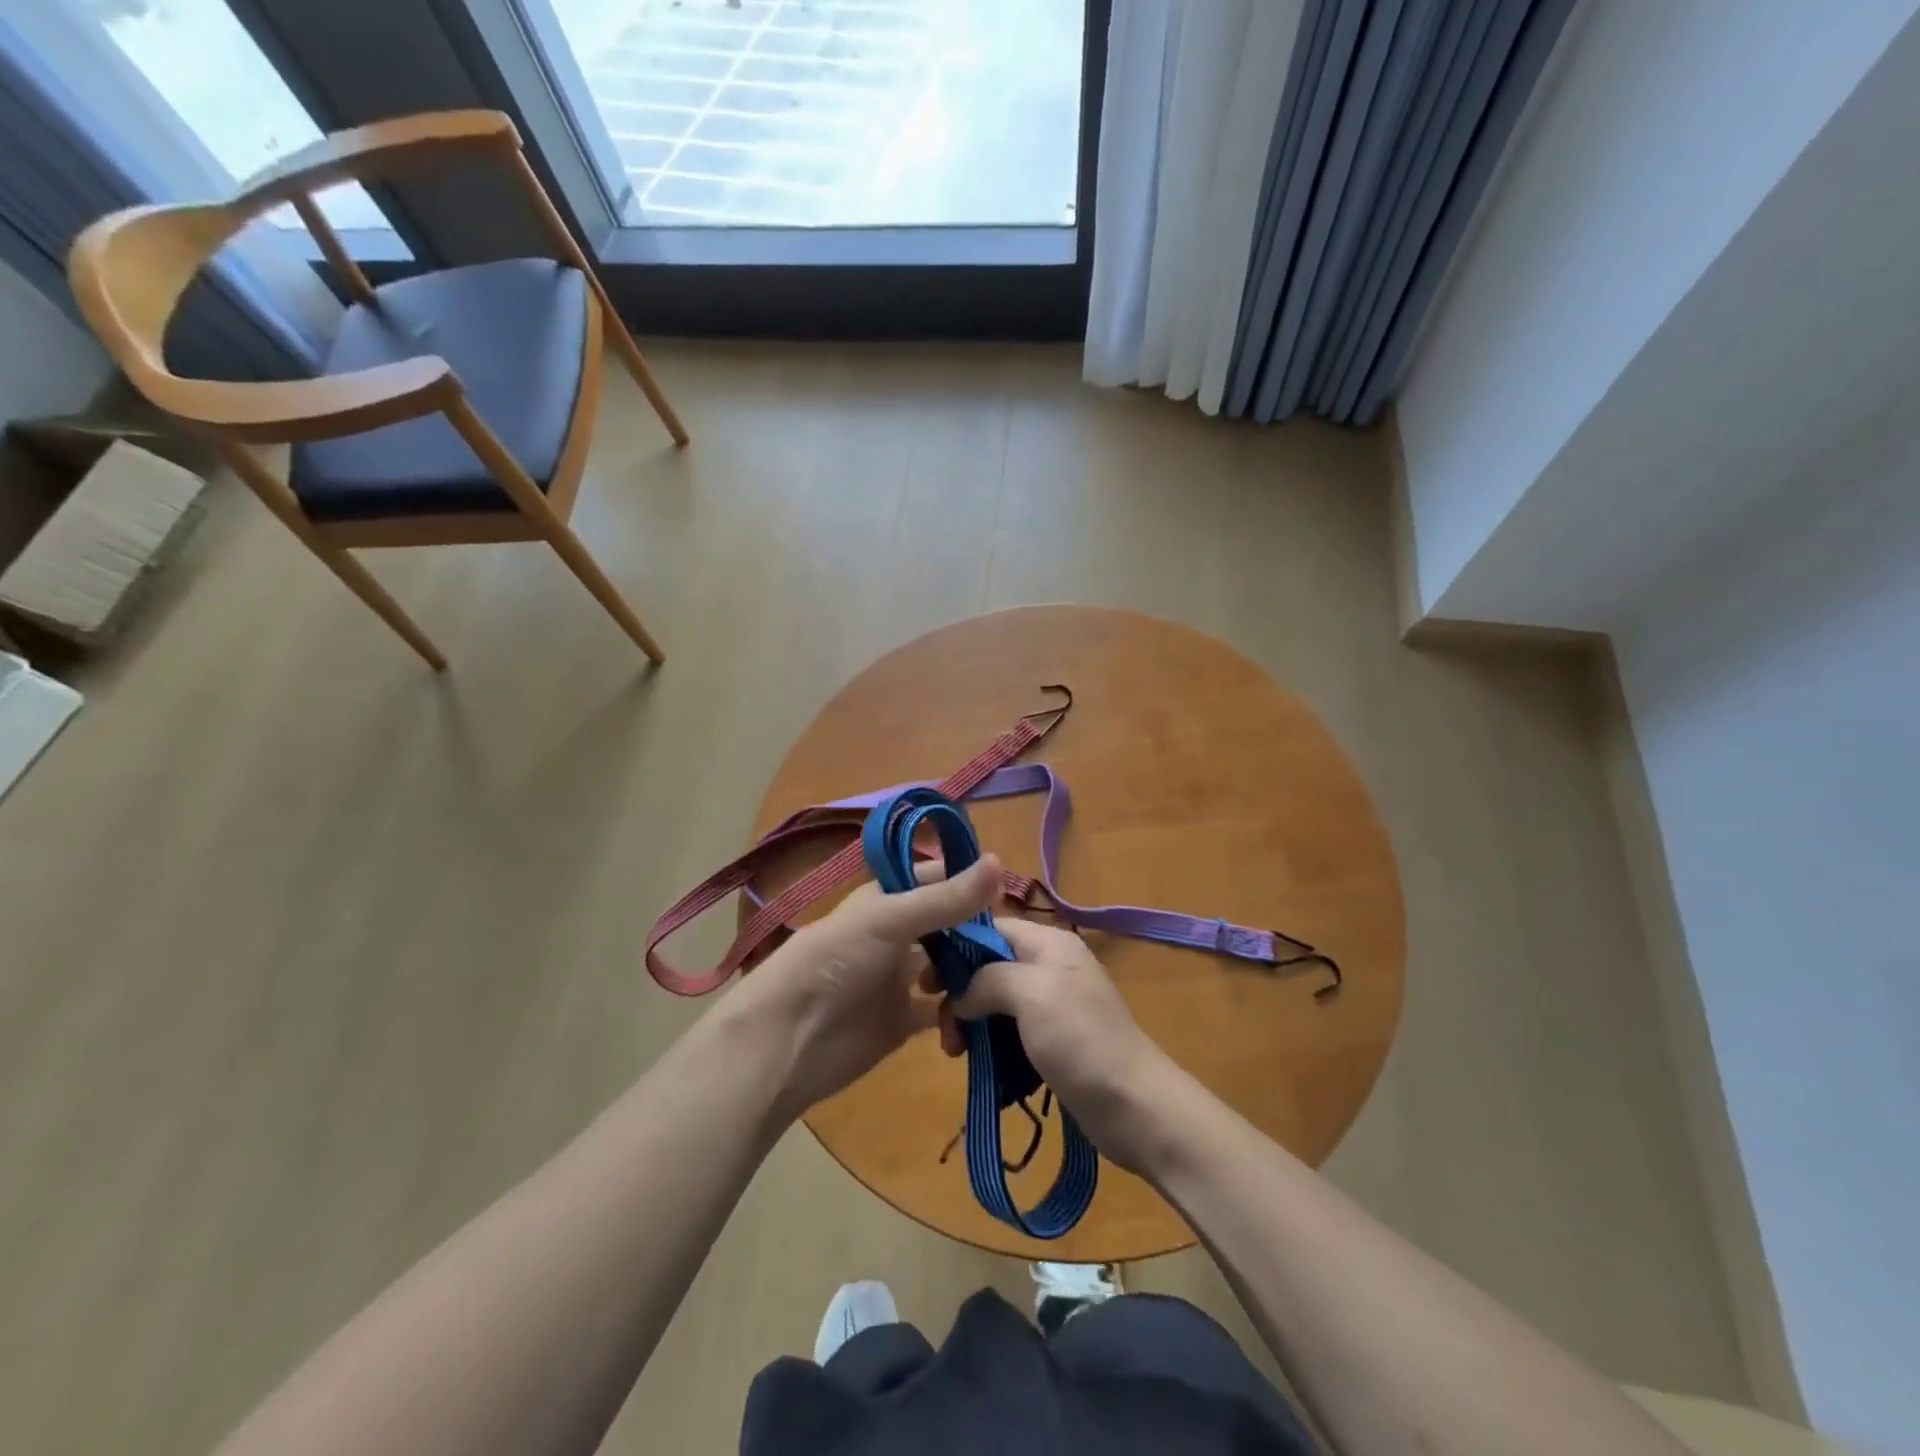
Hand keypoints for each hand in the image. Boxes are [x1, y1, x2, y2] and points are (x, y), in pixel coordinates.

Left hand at [730, 855, 1003, 1117]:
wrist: (787, 1041)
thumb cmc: (834, 963)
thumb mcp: (889, 921)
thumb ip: (945, 899)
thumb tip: (1001, 862)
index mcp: (886, 900)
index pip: (934, 879)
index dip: (967, 881)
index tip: (1008, 890)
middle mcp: (896, 934)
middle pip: (947, 924)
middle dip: (978, 929)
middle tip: (1019, 941)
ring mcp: (900, 978)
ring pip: (949, 966)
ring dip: (974, 970)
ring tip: (1007, 977)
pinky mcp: (904, 1020)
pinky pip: (943, 1010)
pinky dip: (962, 1012)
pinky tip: (983, 1015)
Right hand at [937, 919, 1173, 1172]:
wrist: (1134, 1106)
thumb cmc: (1081, 1039)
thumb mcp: (1032, 993)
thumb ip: (989, 979)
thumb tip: (963, 995)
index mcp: (1050, 944)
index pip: (992, 928)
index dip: (957, 947)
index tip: (927, 980)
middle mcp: (1050, 966)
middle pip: (990, 966)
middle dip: (962, 993)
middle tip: (944, 1029)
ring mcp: (1053, 1005)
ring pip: (996, 1002)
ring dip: (972, 1024)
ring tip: (956, 1053)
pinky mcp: (1053, 1041)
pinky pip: (1009, 1032)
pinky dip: (991, 1045)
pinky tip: (979, 1064)